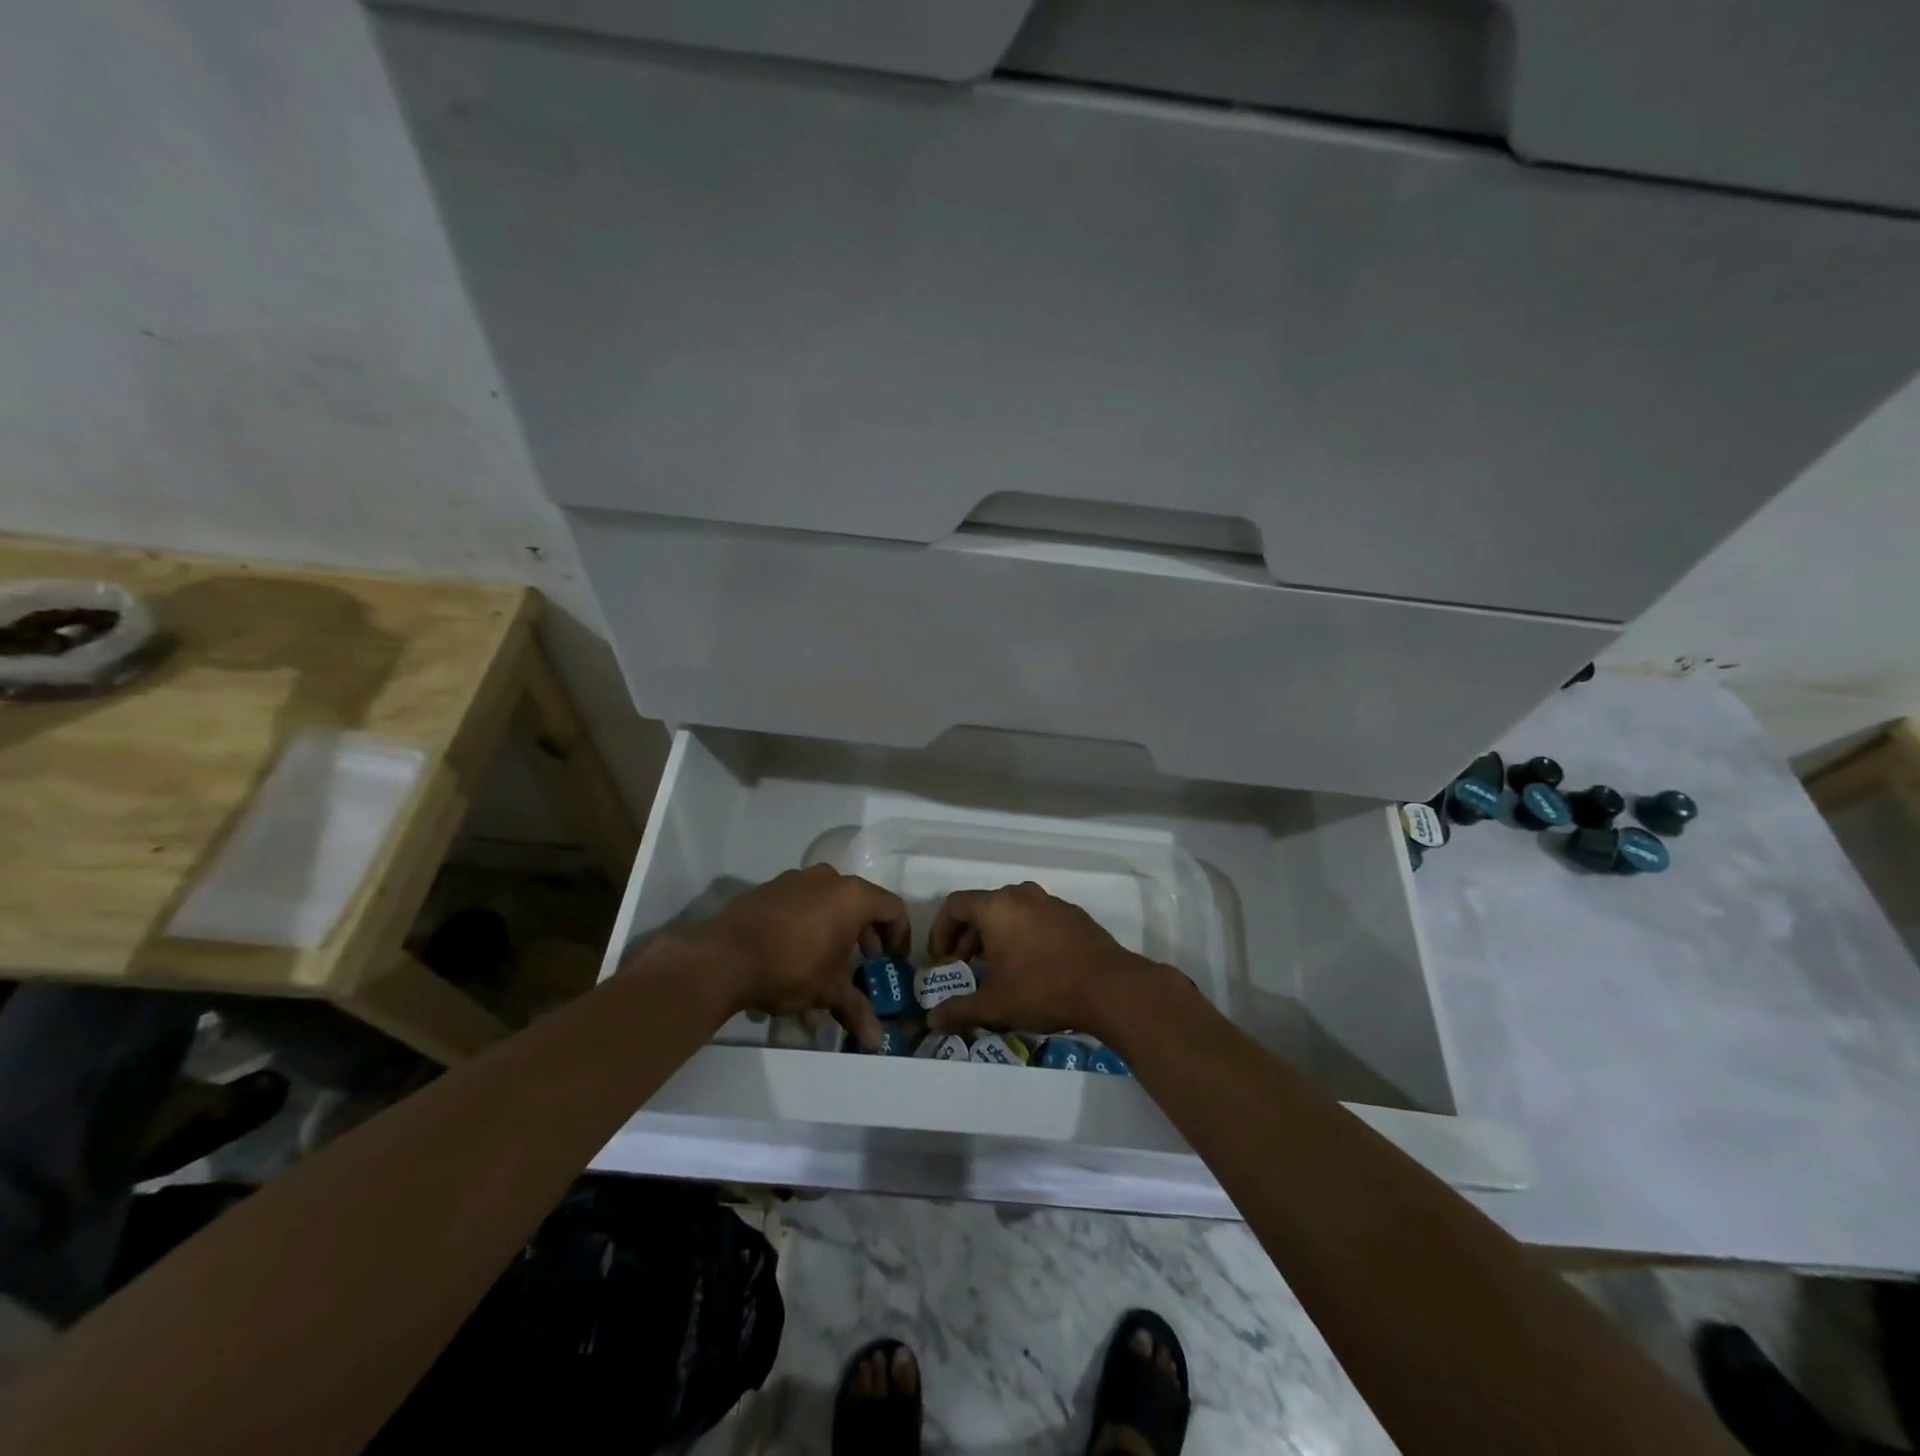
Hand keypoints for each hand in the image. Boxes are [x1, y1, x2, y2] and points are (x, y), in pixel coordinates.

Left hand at [661, 865, 909, 1050]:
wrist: (723, 958)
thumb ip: (856, 1010)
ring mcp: (795, 880)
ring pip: (827, 905)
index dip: (899, 935)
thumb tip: (877, 1043)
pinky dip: (806, 928)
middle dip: (865, 936)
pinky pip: (799, 906)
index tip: (893, 960)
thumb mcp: (828, 991)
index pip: (892, 908)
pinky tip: (792, 960)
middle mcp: (827, 879)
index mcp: (852, 896)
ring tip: (825, 969)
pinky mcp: (768, 890)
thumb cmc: (791, 968)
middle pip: (859, 903)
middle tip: (863, 963)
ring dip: (833, 933)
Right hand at [922, 881, 1166, 1038]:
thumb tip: (931, 1021)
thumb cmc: (1043, 989)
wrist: (1109, 987)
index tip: (941, 958)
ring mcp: (1050, 902)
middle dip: (968, 935)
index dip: (941, 930)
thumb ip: (959, 1010)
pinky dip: (1023, 933)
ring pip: (1011, 911)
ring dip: (996, 934)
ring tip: (997, 967)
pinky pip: (1036, 917)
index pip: (955, 905)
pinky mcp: (1073, 914)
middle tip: (966, 965)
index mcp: (997, 907)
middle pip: (983, 906)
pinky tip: (1032, 965)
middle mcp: (1021, 895)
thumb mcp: (995, 1005)